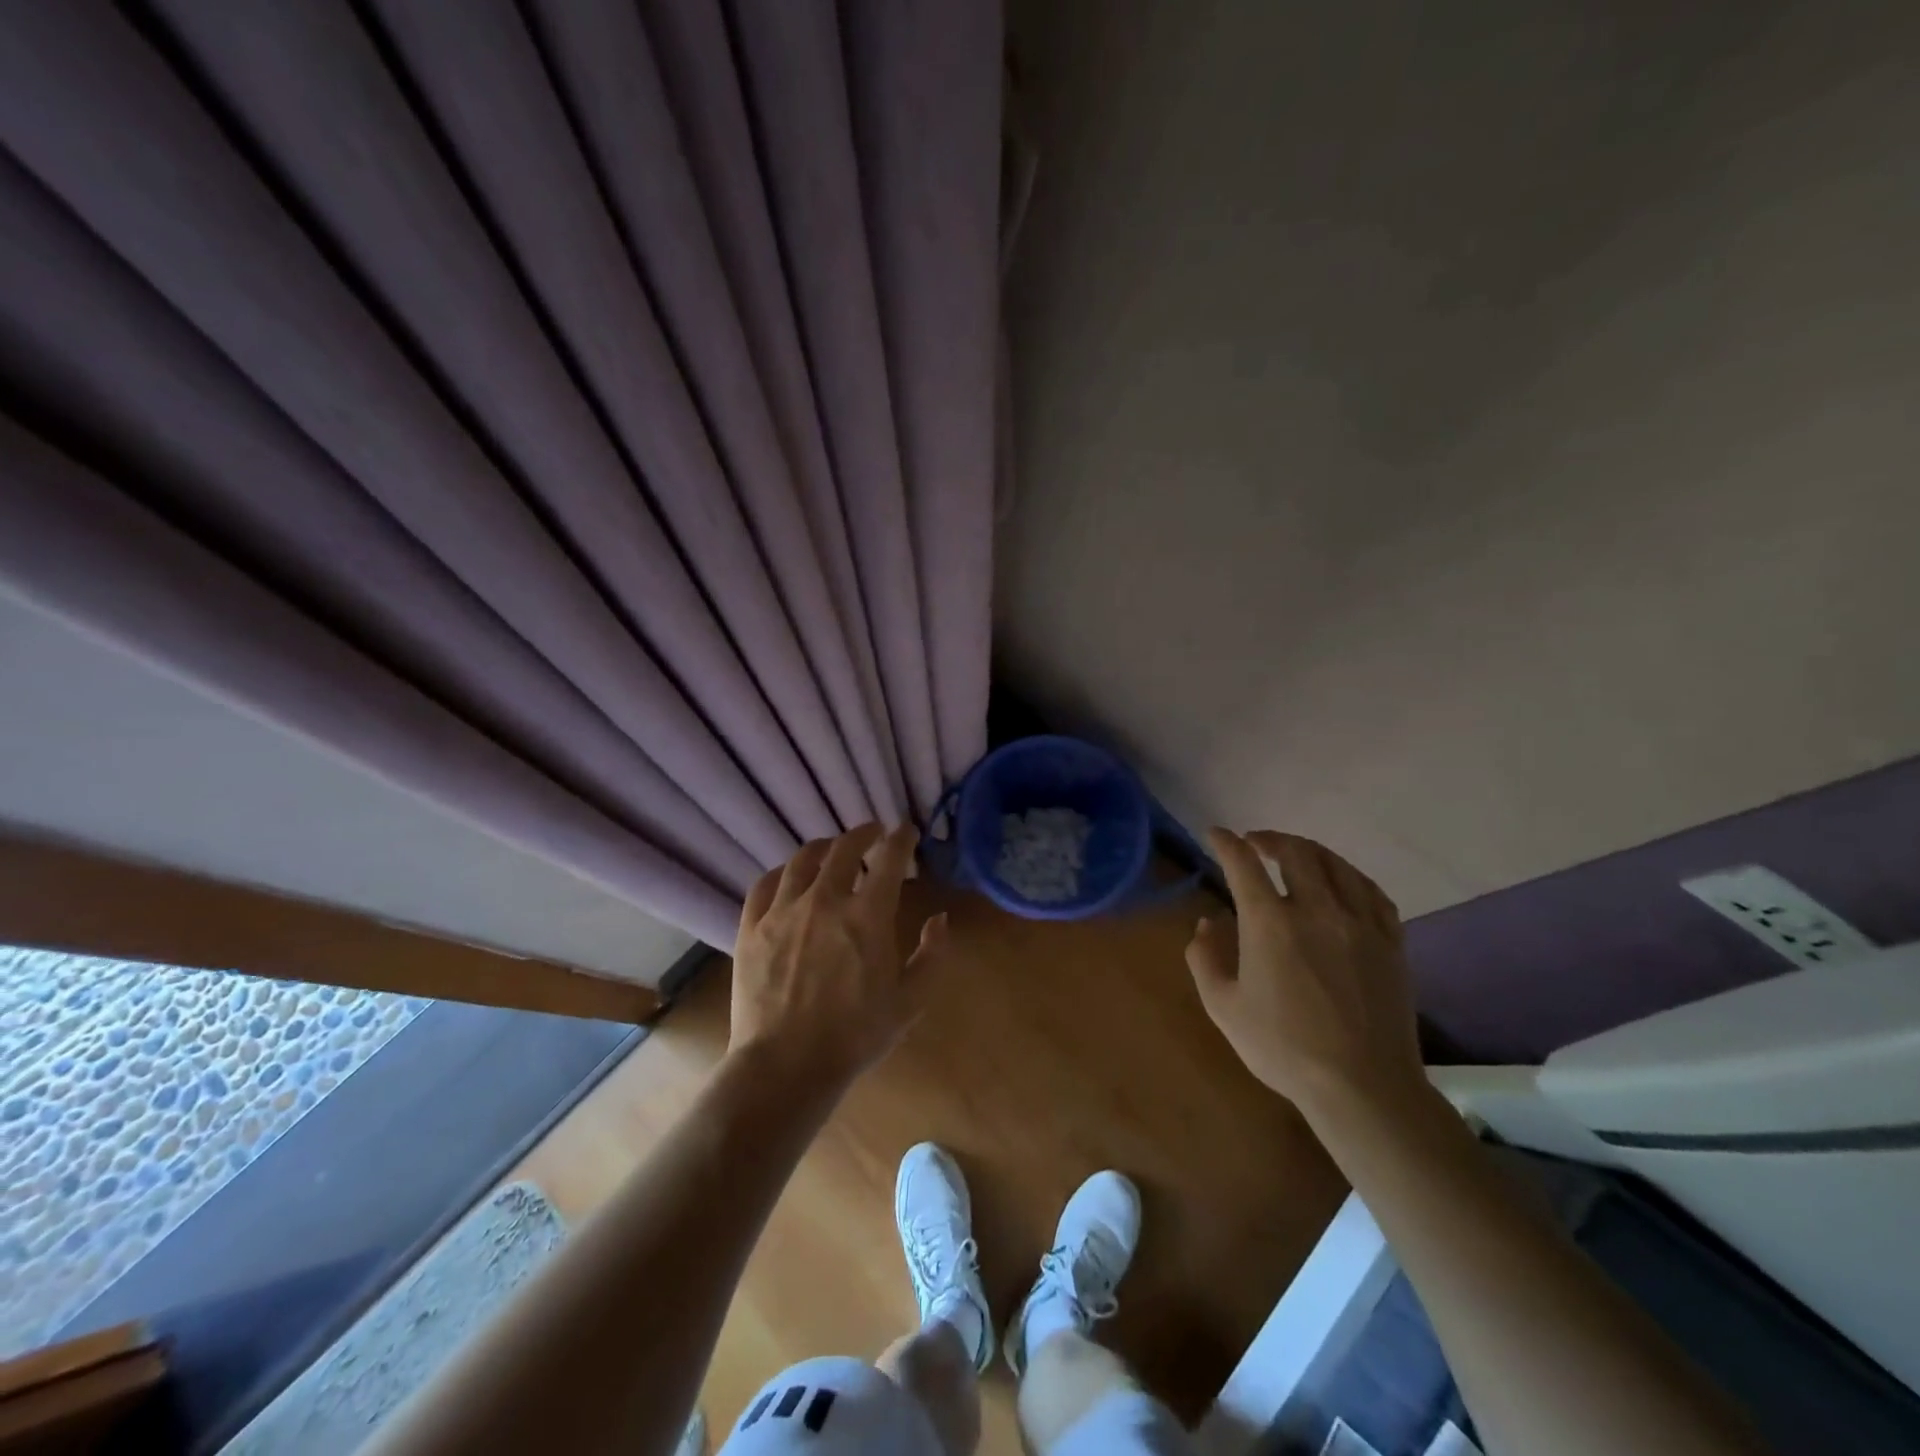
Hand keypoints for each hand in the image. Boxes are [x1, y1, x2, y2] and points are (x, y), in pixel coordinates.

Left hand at [729, 824, 950, 1091]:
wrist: (786, 1066)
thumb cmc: (855, 1035)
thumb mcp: (910, 1001)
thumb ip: (932, 955)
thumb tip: (940, 919)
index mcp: (868, 915)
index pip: (890, 858)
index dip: (901, 838)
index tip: (906, 831)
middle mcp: (825, 900)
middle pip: (844, 848)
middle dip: (863, 834)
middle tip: (873, 833)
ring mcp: (783, 911)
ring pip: (802, 860)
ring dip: (823, 847)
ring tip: (831, 849)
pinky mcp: (751, 927)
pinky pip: (765, 884)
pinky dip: (782, 872)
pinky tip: (788, 876)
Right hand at [1186, 829, 1424, 1115]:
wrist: (1362, 1086)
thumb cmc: (1283, 1048)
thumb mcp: (1223, 1007)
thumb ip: (1204, 958)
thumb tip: (1207, 923)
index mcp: (1270, 923)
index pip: (1243, 864)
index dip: (1226, 843)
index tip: (1215, 834)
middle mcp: (1316, 910)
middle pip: (1295, 853)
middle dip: (1269, 839)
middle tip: (1254, 842)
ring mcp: (1359, 923)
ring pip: (1336, 865)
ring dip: (1309, 850)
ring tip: (1295, 854)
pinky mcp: (1390, 942)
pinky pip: (1372, 892)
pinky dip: (1350, 876)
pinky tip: (1343, 881)